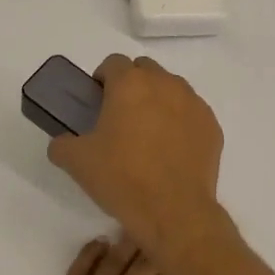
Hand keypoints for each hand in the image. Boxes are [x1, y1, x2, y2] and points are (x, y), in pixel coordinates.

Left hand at [9, 237, 204, 274]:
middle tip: (167, 229)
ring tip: (138, 225)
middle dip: (156, 248)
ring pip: (111, 263)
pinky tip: (100, 243)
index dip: (179, 268)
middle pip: (141, 268)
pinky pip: (77, 271)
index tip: (189, 253)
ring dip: (127, 243)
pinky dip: (90, 253)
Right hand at [46, 56, 226, 260]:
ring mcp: (194, 104)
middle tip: (120, 117)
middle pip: (145, 70)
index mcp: (130, 84)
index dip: (102, 79)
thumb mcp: (76, 162)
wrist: (174, 212)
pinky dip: (180, 123)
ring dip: (158, 101)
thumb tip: (63, 143)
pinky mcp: (212, 126)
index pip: (113, 63)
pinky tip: (170, 151)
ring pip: (171, 89)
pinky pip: (191, 114)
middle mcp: (165, 84)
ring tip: (148, 135)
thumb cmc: (122, 178)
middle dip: (132, 85)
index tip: (96, 101)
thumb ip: (62, 144)